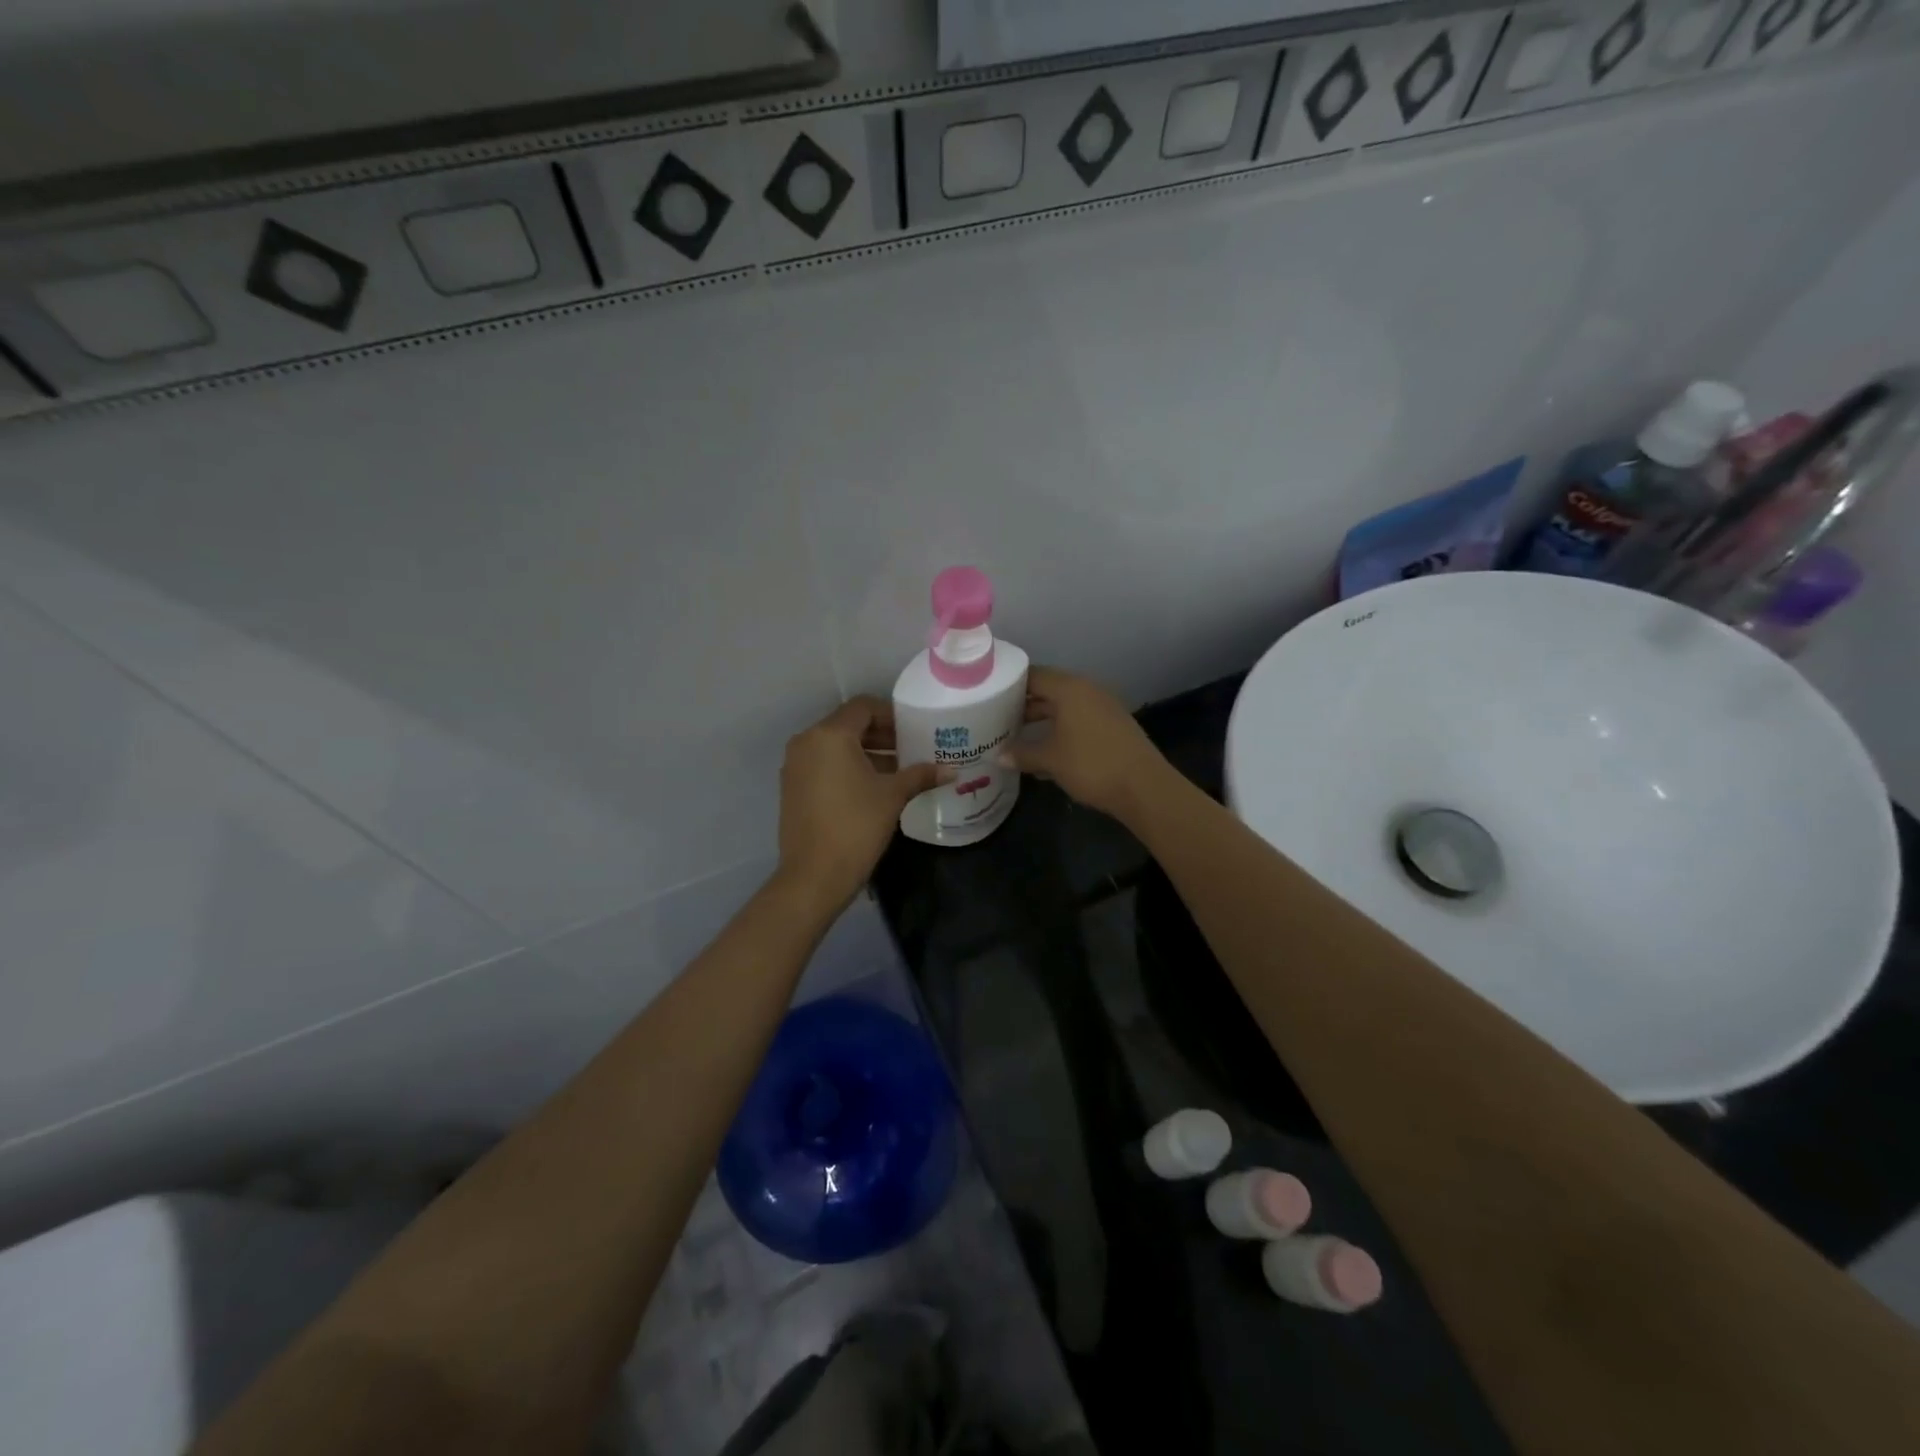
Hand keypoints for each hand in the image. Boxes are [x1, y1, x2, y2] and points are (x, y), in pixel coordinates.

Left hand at [777, 698, 940, 912]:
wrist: (814, 876)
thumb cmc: (856, 826)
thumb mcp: (893, 796)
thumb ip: (921, 775)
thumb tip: (952, 771)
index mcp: (830, 735)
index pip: (863, 707)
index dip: (891, 714)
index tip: (913, 730)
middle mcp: (807, 742)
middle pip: (848, 725)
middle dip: (880, 734)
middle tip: (910, 748)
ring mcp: (795, 765)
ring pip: (835, 746)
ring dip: (865, 752)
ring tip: (897, 770)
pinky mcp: (792, 787)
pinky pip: (823, 764)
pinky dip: (846, 767)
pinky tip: (872, 787)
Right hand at [1003, 666, 1174, 822]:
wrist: (1144, 787)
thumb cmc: (1091, 765)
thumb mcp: (1050, 760)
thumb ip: (1022, 754)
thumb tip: (998, 756)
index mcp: (1070, 689)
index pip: (1033, 675)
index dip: (1010, 684)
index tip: (989, 696)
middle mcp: (1088, 690)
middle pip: (1049, 690)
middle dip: (1024, 704)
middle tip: (997, 718)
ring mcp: (1103, 708)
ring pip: (1064, 707)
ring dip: (1042, 719)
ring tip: (1016, 735)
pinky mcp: (1113, 726)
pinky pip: (1079, 720)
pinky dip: (1060, 729)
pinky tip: (1046, 751)